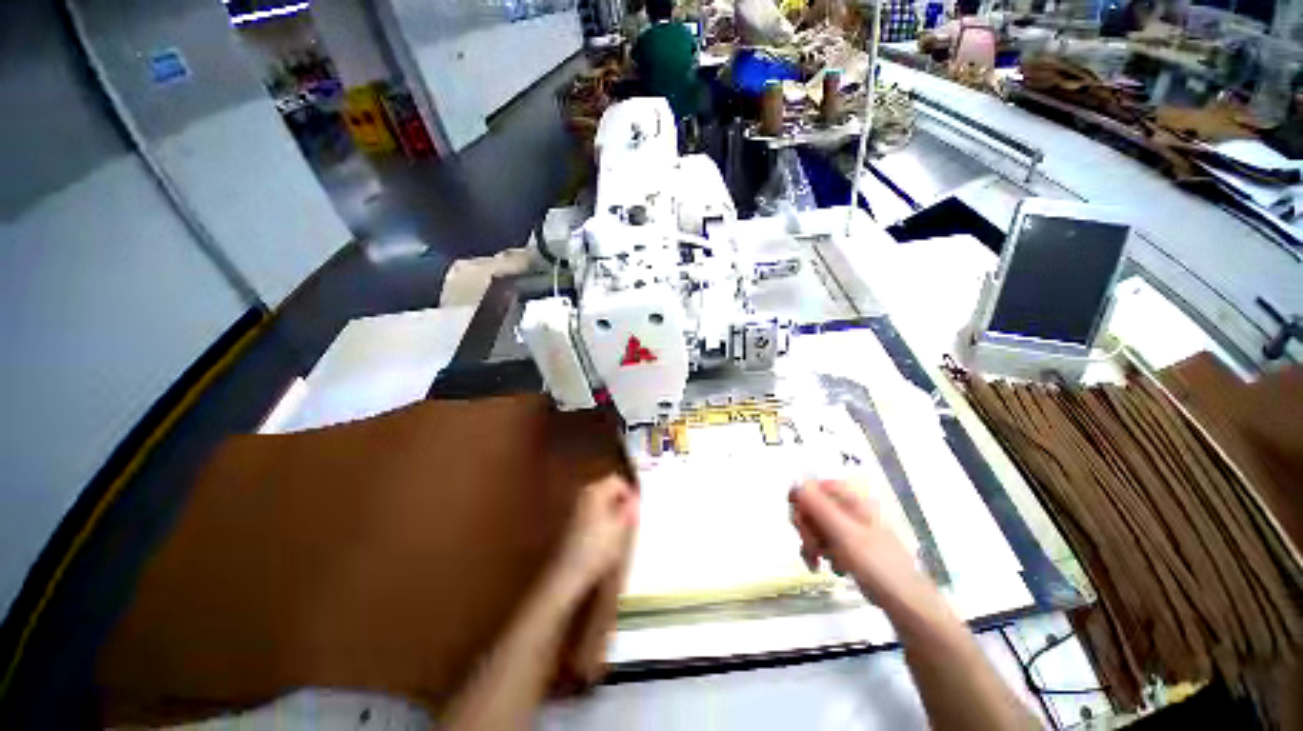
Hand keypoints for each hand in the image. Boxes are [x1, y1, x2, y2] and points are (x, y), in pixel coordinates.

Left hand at [549, 475, 638, 600]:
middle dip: (620, 502)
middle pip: (607, 490)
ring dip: (611, 513)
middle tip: (630, 520)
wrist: (568, 574)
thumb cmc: (598, 547)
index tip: (636, 511)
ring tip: (620, 532)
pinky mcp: (570, 524)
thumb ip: (630, 508)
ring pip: (600, 503)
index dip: (629, 493)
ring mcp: (575, 508)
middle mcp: (583, 494)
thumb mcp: (622, 527)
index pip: (617, 480)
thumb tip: (635, 499)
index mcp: (595, 490)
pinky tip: (605, 540)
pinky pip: (592, 514)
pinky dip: (601, 521)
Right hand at [789, 479, 926, 605]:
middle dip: (806, 528)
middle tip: (812, 547)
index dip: (801, 502)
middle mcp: (848, 507)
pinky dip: (820, 553)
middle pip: (811, 506)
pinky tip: (828, 568)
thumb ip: (818, 506)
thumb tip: (795, 485)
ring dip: (811, 543)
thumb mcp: (844, 533)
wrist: (905, 602)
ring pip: (814, 525)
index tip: (799, 523)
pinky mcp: (848, 543)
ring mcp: (848, 526)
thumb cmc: (877, 564)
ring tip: (817, 562)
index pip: (813, 486)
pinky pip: (823, 540)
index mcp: (851, 497)